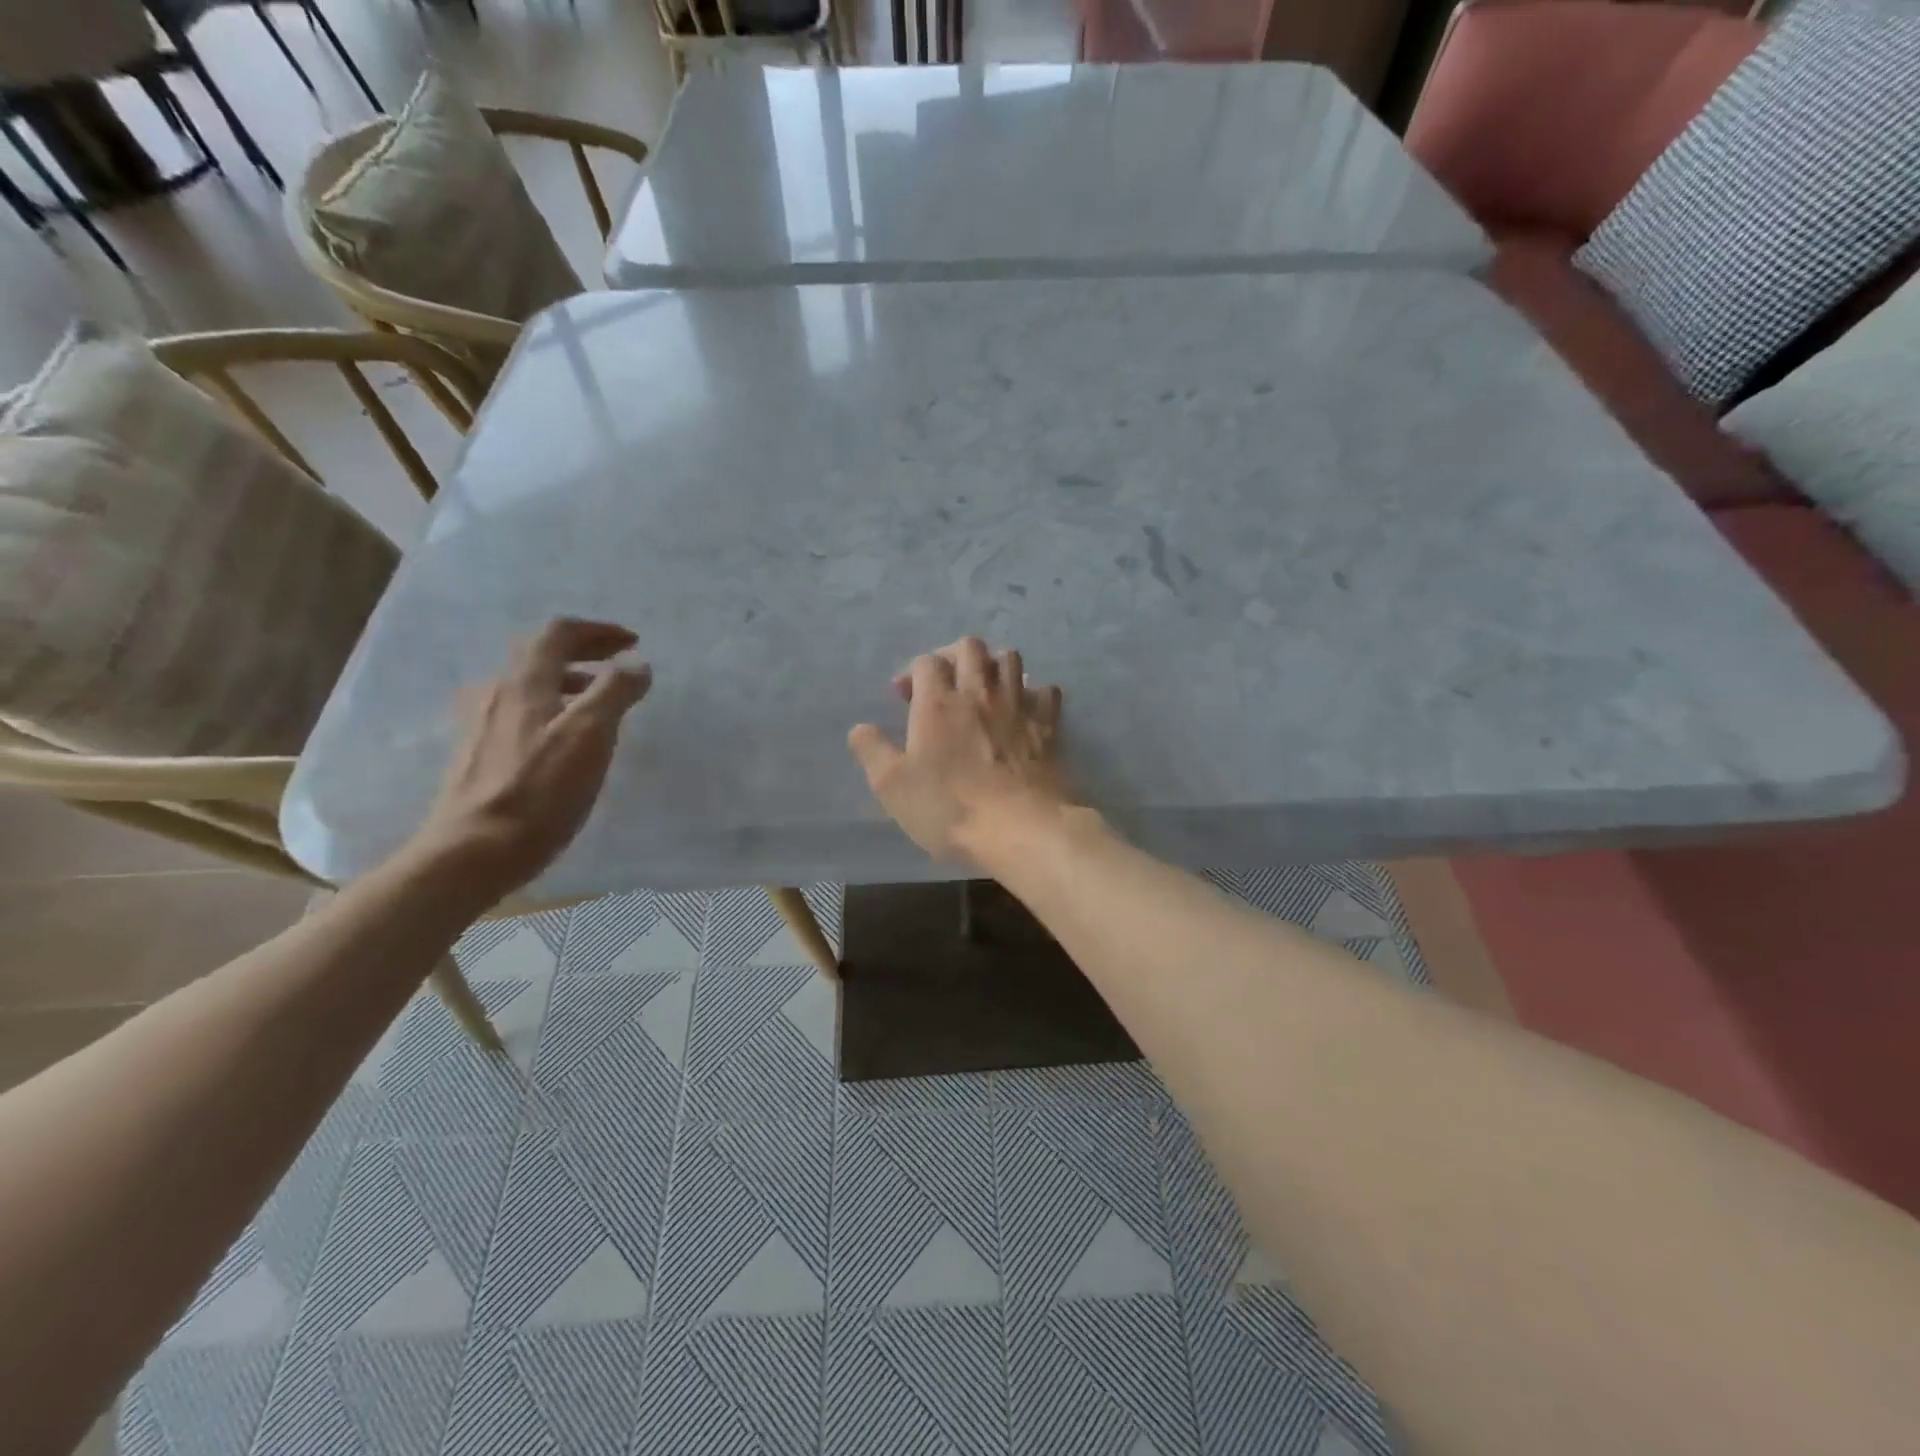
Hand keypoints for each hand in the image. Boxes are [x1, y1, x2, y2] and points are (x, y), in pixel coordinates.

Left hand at [407, 618, 650, 903]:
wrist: (471, 852)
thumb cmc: (539, 791)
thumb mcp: (590, 736)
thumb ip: (615, 692)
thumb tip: (636, 664)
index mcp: (524, 683)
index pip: (559, 634)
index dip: (598, 631)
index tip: (632, 643)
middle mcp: (497, 694)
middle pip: (539, 655)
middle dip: (583, 653)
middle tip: (618, 665)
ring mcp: (481, 725)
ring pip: (528, 686)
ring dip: (567, 682)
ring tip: (597, 703)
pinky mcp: (477, 755)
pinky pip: (519, 714)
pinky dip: (550, 709)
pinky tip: (563, 741)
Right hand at [848, 637, 1067, 863]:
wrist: (1021, 829)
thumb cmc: (950, 808)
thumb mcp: (892, 786)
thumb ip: (872, 750)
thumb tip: (860, 728)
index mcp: (939, 703)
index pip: (926, 662)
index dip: (912, 672)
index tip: (904, 696)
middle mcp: (980, 692)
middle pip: (971, 647)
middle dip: (953, 655)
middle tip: (944, 682)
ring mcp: (1019, 705)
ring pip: (1010, 658)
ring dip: (993, 665)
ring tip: (983, 688)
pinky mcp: (1049, 725)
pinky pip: (1046, 690)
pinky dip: (1033, 692)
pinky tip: (1024, 708)